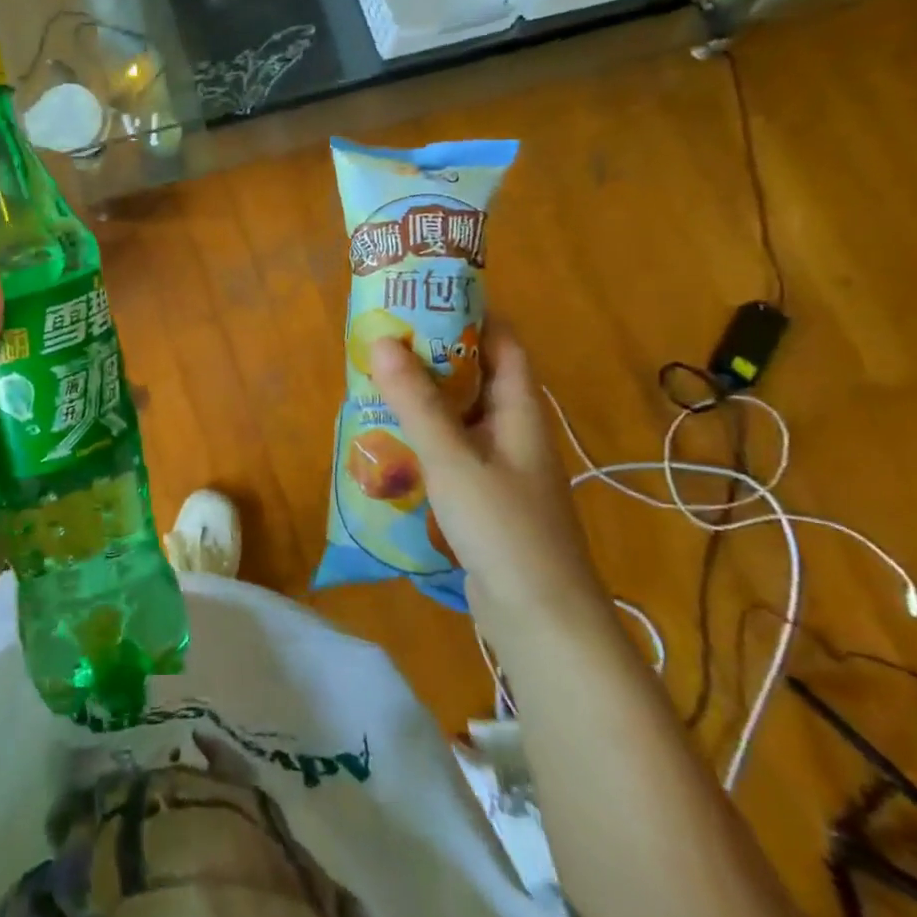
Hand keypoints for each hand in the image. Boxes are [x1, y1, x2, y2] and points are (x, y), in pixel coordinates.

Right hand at [370, 327, 605, 621]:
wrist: (541, 620)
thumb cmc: (504, 528)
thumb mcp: (453, 458)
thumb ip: (417, 402)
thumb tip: (383, 340)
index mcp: (520, 411)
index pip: (503, 344)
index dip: (471, 314)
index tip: (425, 296)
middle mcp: (512, 431)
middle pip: (475, 376)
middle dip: (433, 354)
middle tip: (384, 335)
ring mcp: (499, 466)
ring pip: (458, 415)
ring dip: (423, 397)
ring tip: (375, 378)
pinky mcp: (483, 497)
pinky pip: (449, 449)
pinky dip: (422, 436)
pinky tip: (387, 438)